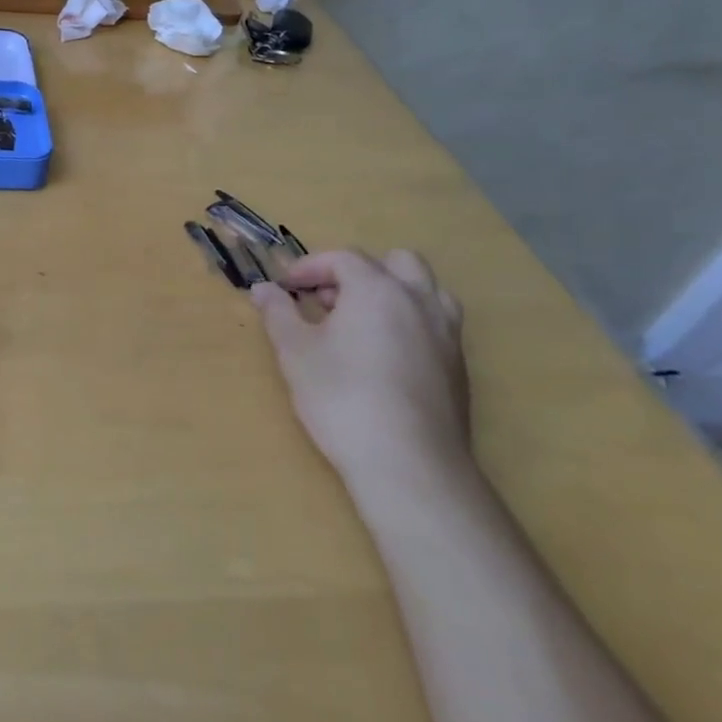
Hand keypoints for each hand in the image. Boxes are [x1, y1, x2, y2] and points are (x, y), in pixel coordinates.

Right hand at [250, 249, 469, 492]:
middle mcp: (419, 301)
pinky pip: (435, 325)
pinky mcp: (459, 367)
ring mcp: (447, 333)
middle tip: (328, 301)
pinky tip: (385, 357)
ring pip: (426, 290)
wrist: (408, 463)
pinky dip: (409, 323)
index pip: (343, 258)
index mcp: (377, 289)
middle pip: (395, 262)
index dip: (310, 267)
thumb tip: (262, 288)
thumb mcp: (295, 352)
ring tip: (362, 322)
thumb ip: (278, 313)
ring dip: (392, 293)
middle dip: (358, 272)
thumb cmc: (342, 397)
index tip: (286, 289)